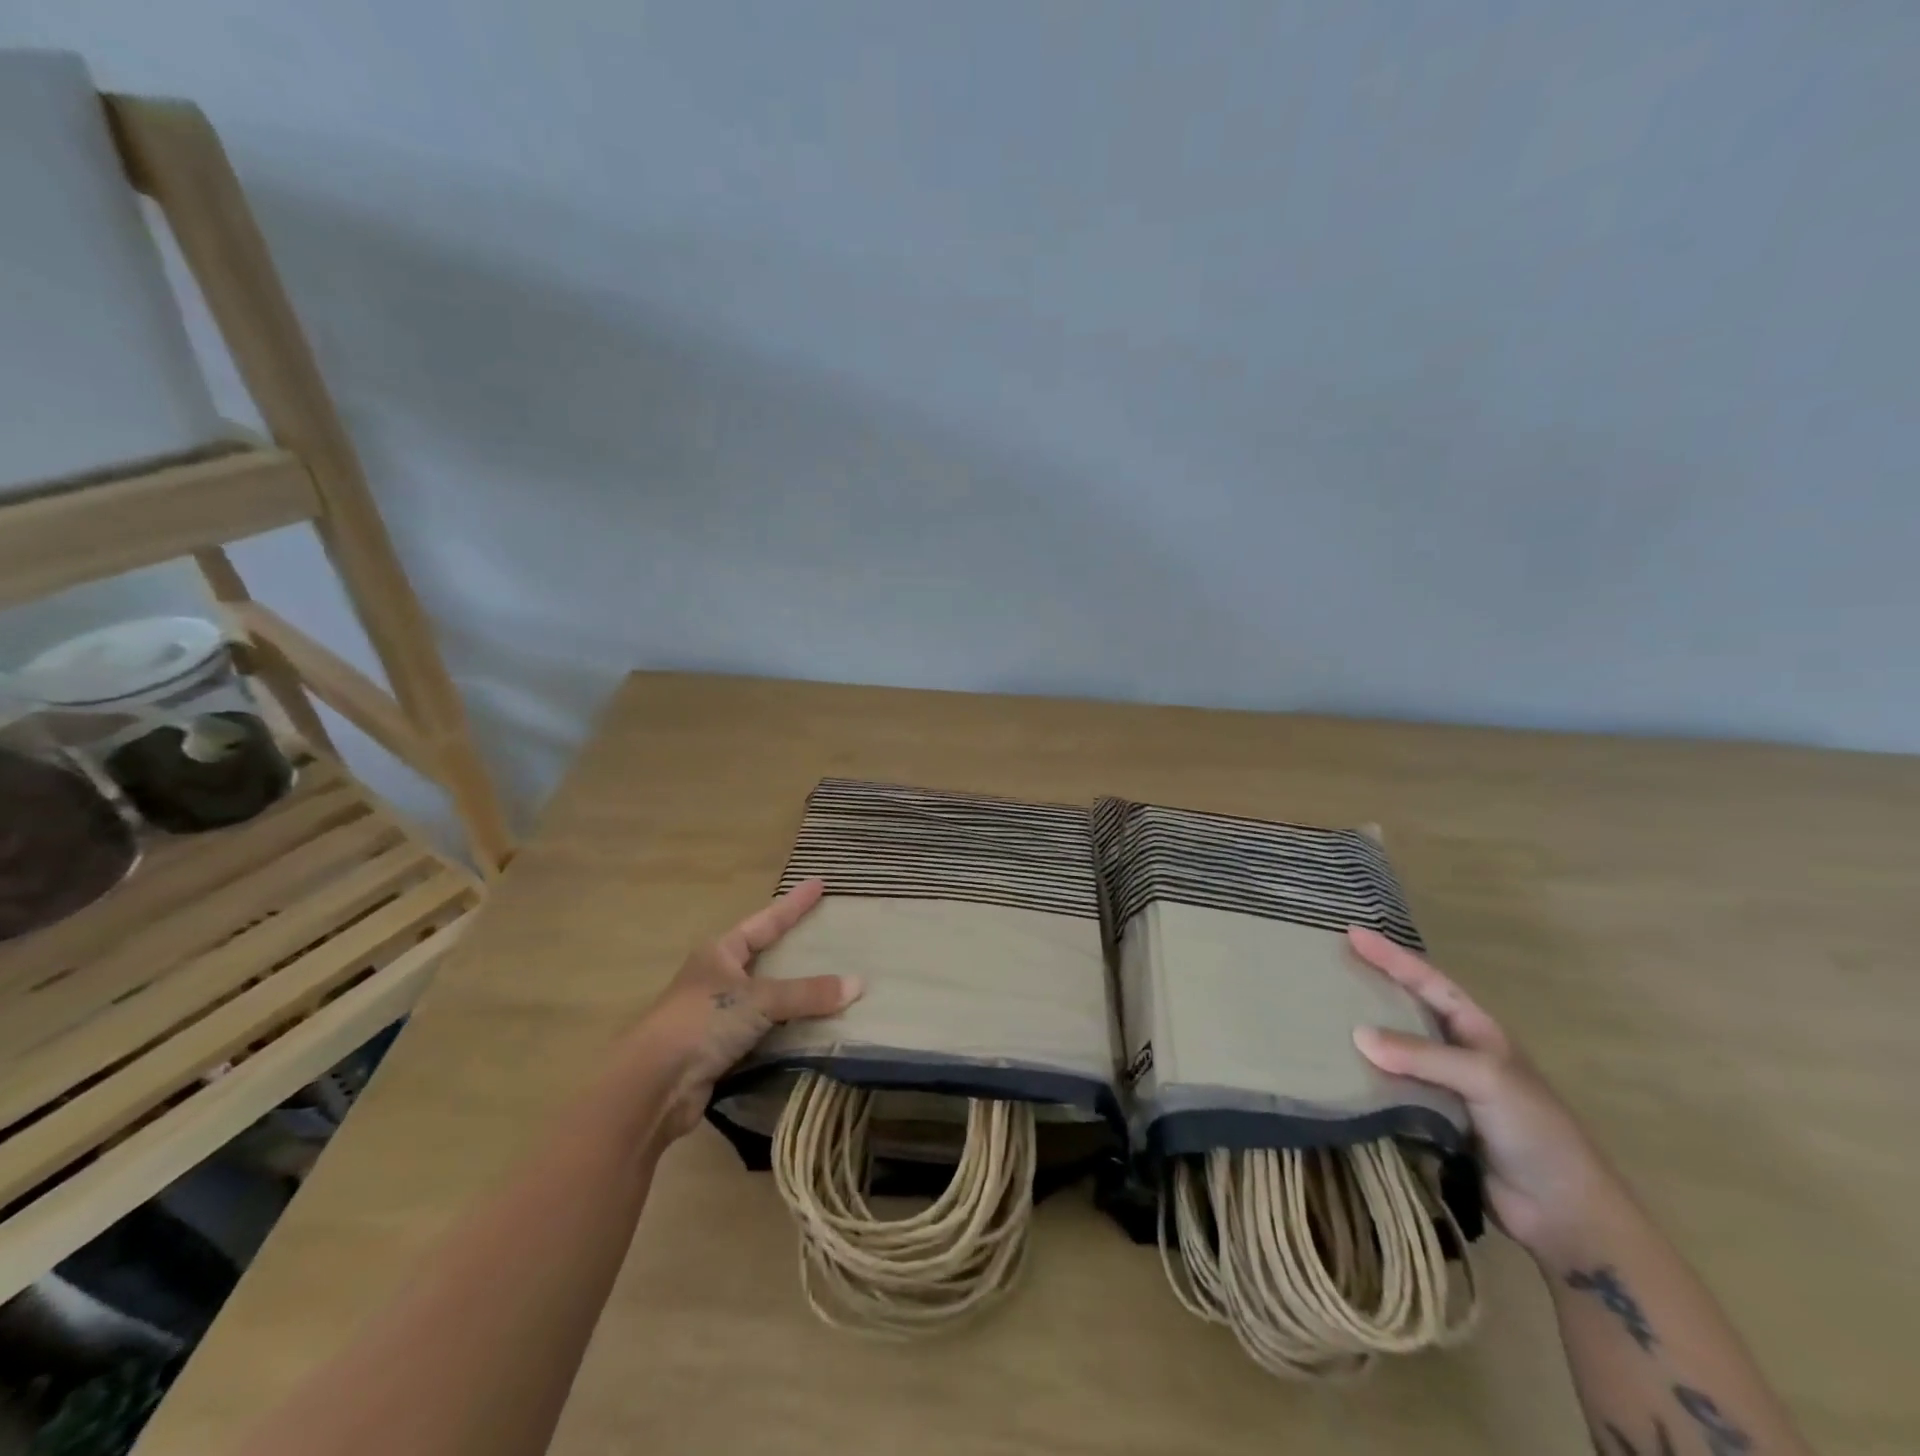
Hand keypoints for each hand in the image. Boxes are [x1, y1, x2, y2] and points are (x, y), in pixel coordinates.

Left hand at [629, 879, 861, 1139]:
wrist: (654, 1085)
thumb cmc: (703, 1022)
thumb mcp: (759, 1000)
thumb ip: (807, 993)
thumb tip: (858, 985)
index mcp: (720, 952)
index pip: (766, 921)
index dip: (794, 904)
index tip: (819, 883)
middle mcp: (716, 978)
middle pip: (763, 957)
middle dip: (793, 948)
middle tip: (826, 934)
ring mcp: (716, 1016)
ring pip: (765, 998)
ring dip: (793, 996)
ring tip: (830, 984)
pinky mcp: (719, 1051)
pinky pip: (764, 1032)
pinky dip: (786, 1031)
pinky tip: (811, 1031)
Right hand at [1346, 927, 1622, 1265]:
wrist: (1563, 1214)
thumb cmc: (1536, 1132)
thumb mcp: (1486, 1079)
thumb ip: (1422, 1054)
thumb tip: (1357, 1035)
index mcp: (1478, 1031)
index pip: (1428, 981)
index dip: (1392, 956)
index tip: (1352, 933)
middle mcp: (1458, 1052)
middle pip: (1406, 1009)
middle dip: (1370, 987)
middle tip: (1328, 967)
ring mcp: (1442, 1087)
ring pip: (1392, 1050)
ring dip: (1361, 1034)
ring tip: (1318, 1014)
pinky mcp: (1428, 1120)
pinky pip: (1387, 1088)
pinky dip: (1362, 1077)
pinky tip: (1333, 1069)